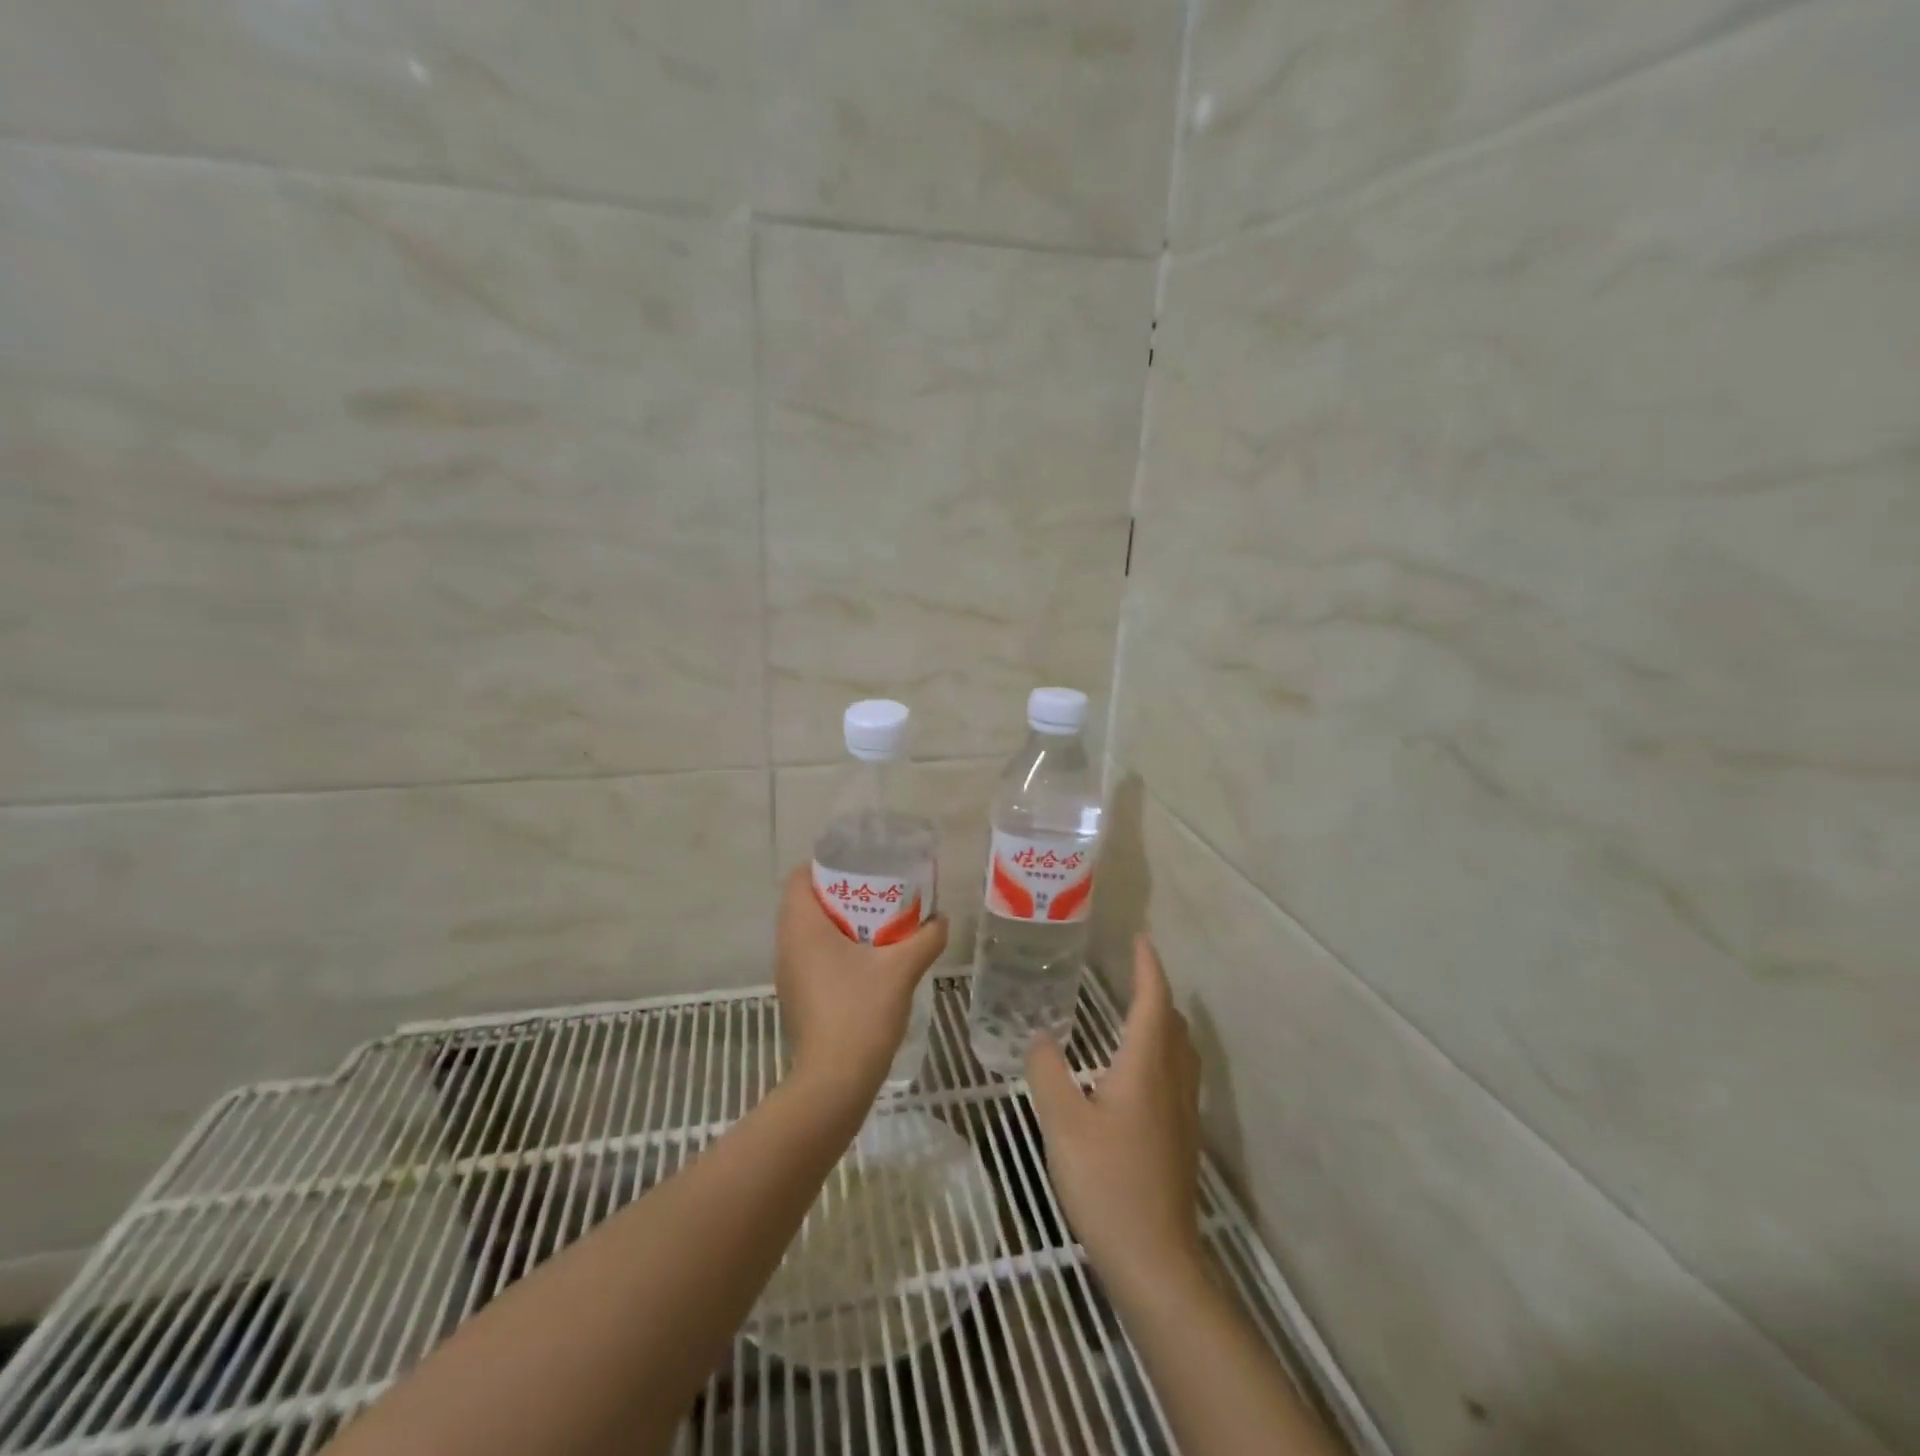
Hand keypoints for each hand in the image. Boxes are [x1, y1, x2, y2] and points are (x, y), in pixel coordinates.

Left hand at [775, 865, 948, 1096]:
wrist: (835, 1080)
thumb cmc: (861, 1012)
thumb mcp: (902, 968)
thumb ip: (926, 937)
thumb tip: (941, 919)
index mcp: (803, 927)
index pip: (799, 877)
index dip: (826, 865)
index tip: (859, 865)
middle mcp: (787, 945)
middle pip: (805, 902)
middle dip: (839, 892)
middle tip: (877, 891)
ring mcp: (789, 972)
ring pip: (808, 930)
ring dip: (838, 921)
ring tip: (877, 921)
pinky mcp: (797, 995)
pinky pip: (811, 955)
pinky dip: (834, 947)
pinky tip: (868, 958)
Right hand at [1028, 934, 1204, 1294]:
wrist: (1156, 1260)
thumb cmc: (1107, 1182)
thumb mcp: (1062, 1122)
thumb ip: (1046, 1071)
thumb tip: (1039, 1037)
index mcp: (1146, 1066)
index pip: (1153, 1000)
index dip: (1148, 967)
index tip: (1140, 938)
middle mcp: (1172, 1080)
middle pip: (1173, 1022)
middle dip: (1155, 992)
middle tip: (1128, 975)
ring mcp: (1183, 1112)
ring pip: (1179, 1050)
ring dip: (1161, 1023)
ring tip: (1130, 1015)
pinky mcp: (1181, 1139)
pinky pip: (1176, 1075)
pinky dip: (1159, 1053)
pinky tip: (1131, 1074)